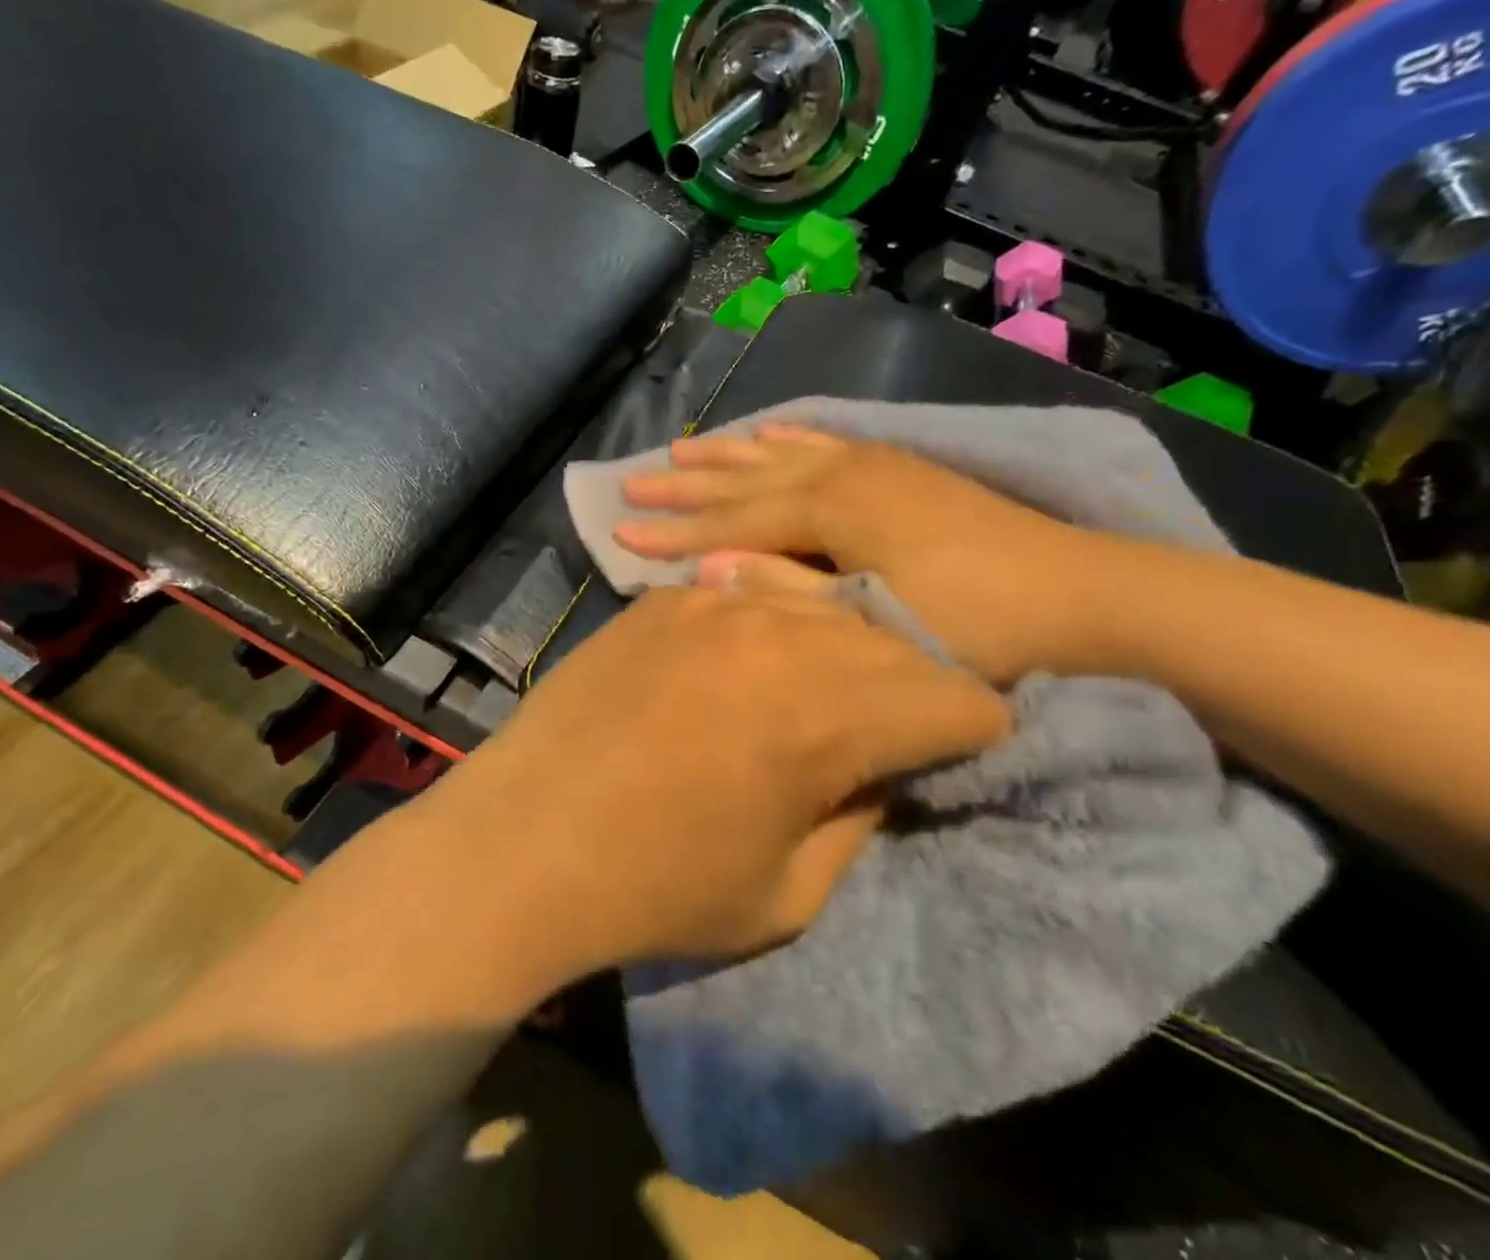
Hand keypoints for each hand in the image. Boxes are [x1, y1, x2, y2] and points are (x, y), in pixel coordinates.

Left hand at [414, 584, 1008, 975]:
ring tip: (809, 691)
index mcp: (828, 712)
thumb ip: (857, 817)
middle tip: (877, 730)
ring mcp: (713, 605)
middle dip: (905, 688)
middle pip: (892, 643)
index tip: (943, 753)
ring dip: (836, 649)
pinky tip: (735, 665)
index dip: (965, 731)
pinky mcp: (662, 601)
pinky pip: (744, 598)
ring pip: (820, 608)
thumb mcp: (790, 891)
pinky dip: (764, 629)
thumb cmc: (657, 886)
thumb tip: (878, 766)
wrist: (524, 839)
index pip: (957, 696)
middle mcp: (780, 634)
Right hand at [613, 425, 1125, 684]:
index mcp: (834, 508)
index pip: (733, 521)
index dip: (676, 532)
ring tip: (681, 449)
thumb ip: (787, 593)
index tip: (622, 533)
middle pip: (747, 477)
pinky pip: (827, 442)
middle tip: (632, 484)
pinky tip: (769, 430)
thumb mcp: (874, 625)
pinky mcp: (900, 469)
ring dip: (729, 454)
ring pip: (781, 452)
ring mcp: (876, 465)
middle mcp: (845, 472)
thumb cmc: (978, 625)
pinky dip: (790, 436)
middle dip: (687, 486)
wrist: (1087, 598)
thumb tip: (710, 571)